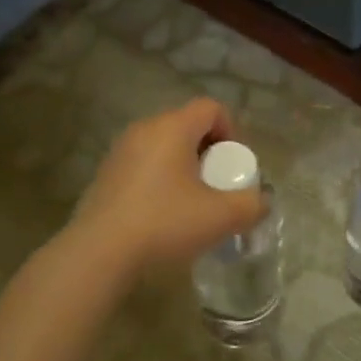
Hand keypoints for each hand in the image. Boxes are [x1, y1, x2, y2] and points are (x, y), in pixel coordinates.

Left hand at [68, 98, 266, 273]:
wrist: (99, 253)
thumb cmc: (165, 223)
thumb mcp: (221, 217)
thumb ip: (251, 205)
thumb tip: (260, 201)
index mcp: (172, 127)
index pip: (211, 108)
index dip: (232, 131)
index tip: (234, 167)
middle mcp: (144, 129)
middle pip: (188, 126)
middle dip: (210, 152)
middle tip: (218, 186)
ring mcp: (120, 151)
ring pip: (164, 147)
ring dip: (185, 168)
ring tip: (192, 203)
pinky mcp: (106, 174)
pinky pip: (144, 165)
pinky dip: (161, 180)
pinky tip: (163, 215)